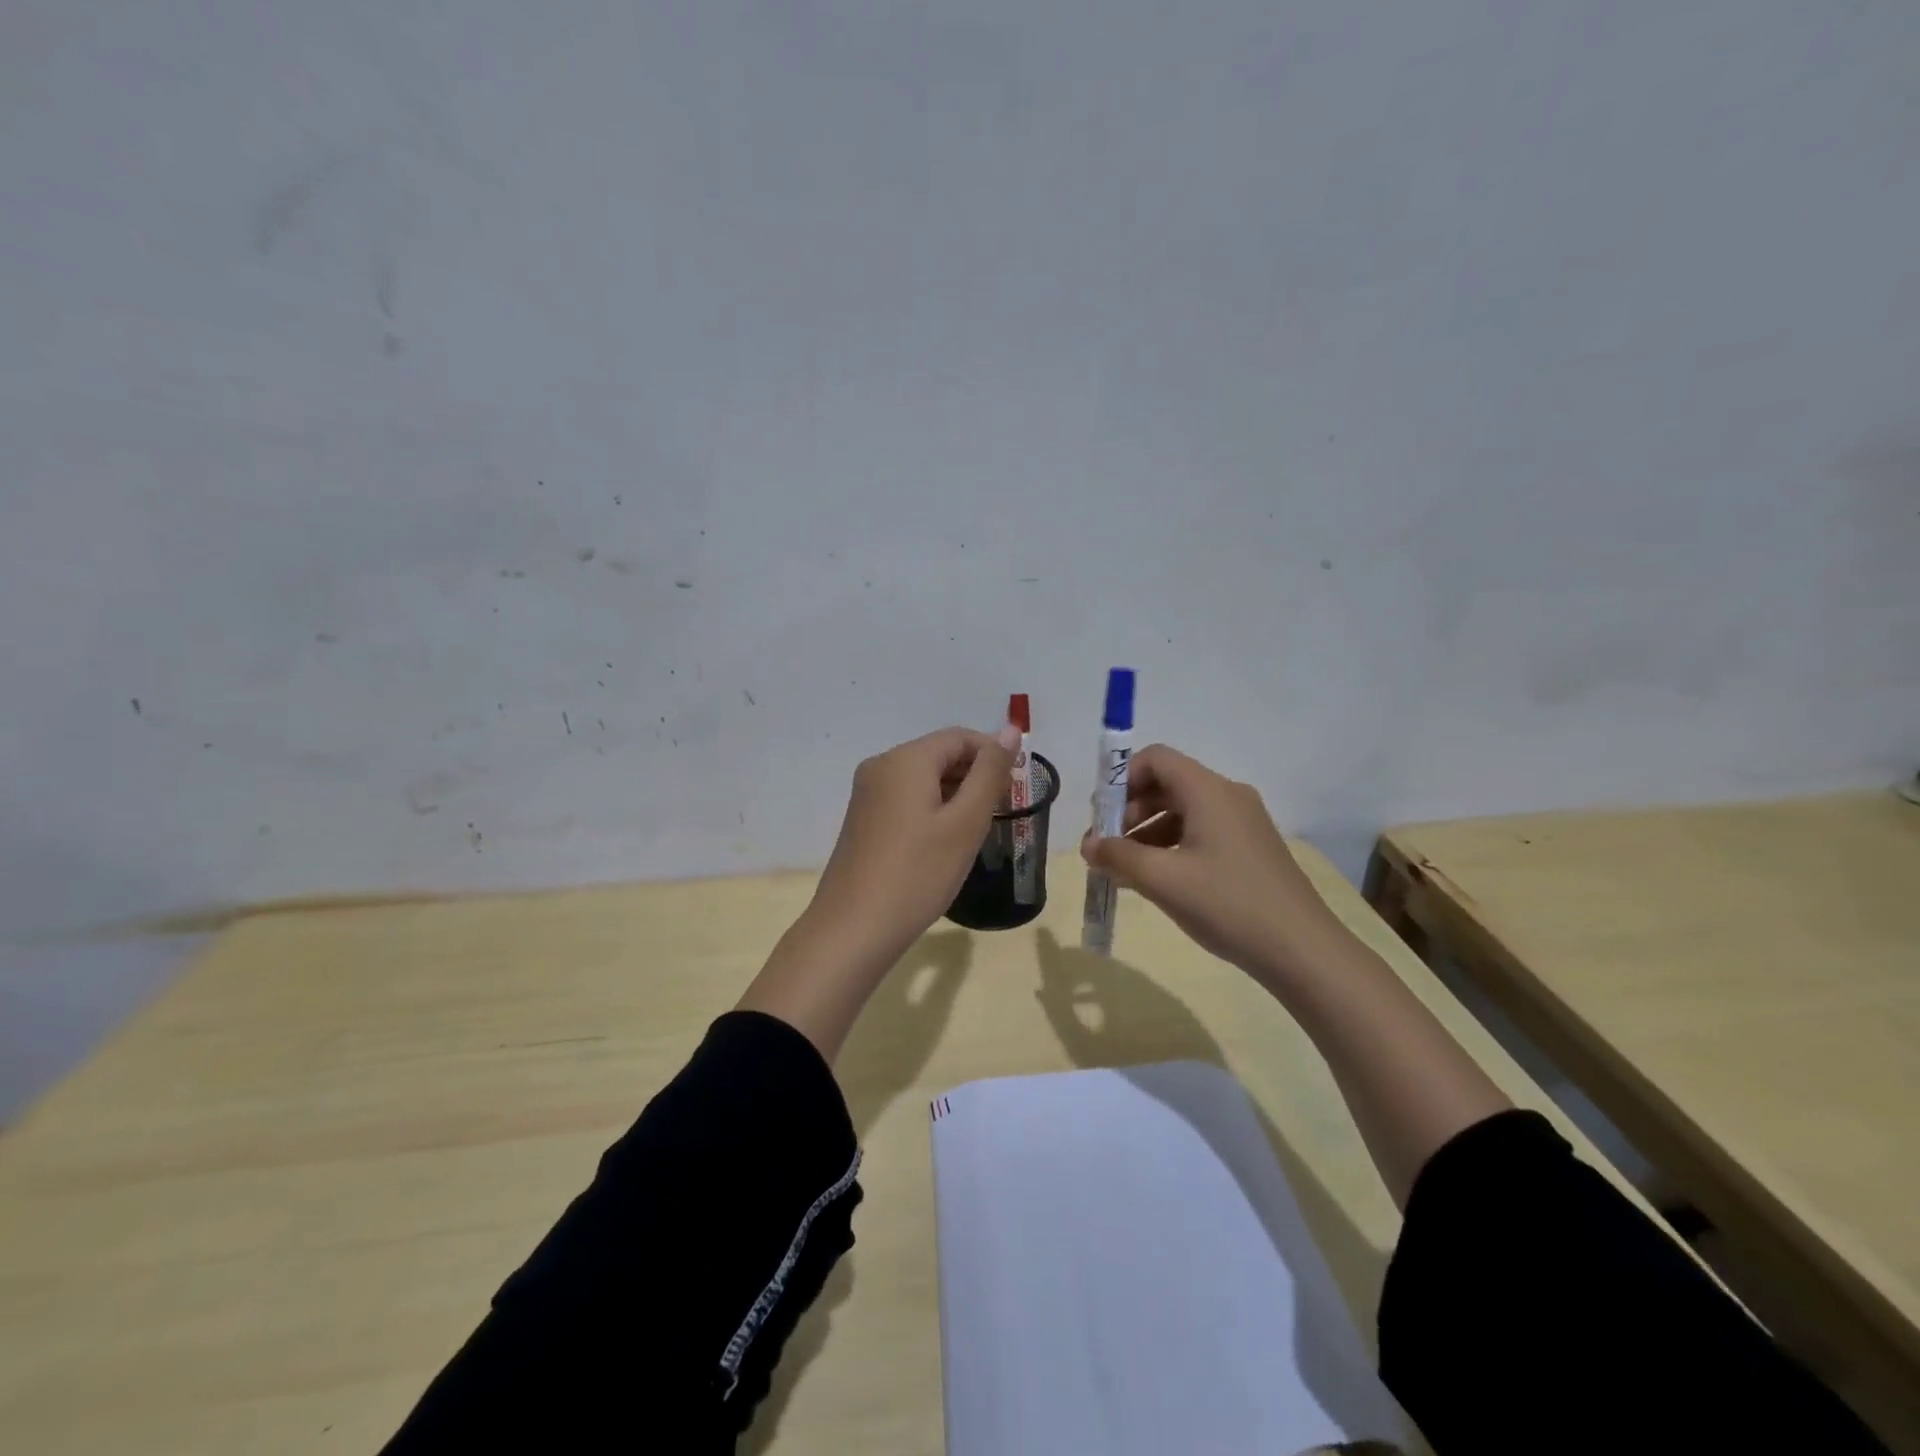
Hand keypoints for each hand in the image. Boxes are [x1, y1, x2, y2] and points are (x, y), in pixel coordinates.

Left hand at [807, 723, 1021, 972]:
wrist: (854, 928)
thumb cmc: (918, 873)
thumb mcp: (965, 822)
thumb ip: (990, 772)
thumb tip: (1011, 728)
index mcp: (905, 760)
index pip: (959, 737)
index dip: (993, 753)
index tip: (1017, 786)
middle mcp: (881, 766)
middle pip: (939, 754)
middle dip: (975, 775)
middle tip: (1003, 810)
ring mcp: (867, 794)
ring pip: (922, 778)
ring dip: (955, 793)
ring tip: (979, 828)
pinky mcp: (863, 819)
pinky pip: (906, 798)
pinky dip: (932, 808)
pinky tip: (946, 840)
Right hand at [1080, 744, 1344, 984]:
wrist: (1302, 950)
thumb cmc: (1227, 904)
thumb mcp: (1163, 880)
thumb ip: (1118, 856)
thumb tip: (1088, 846)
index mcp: (1208, 791)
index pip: (1156, 759)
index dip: (1121, 780)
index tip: (1101, 817)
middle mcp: (1227, 796)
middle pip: (1166, 785)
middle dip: (1129, 812)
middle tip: (1106, 849)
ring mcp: (1242, 823)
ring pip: (1181, 812)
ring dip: (1146, 834)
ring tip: (1124, 871)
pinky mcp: (1249, 849)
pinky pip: (1199, 833)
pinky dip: (1170, 848)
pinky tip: (1155, 881)